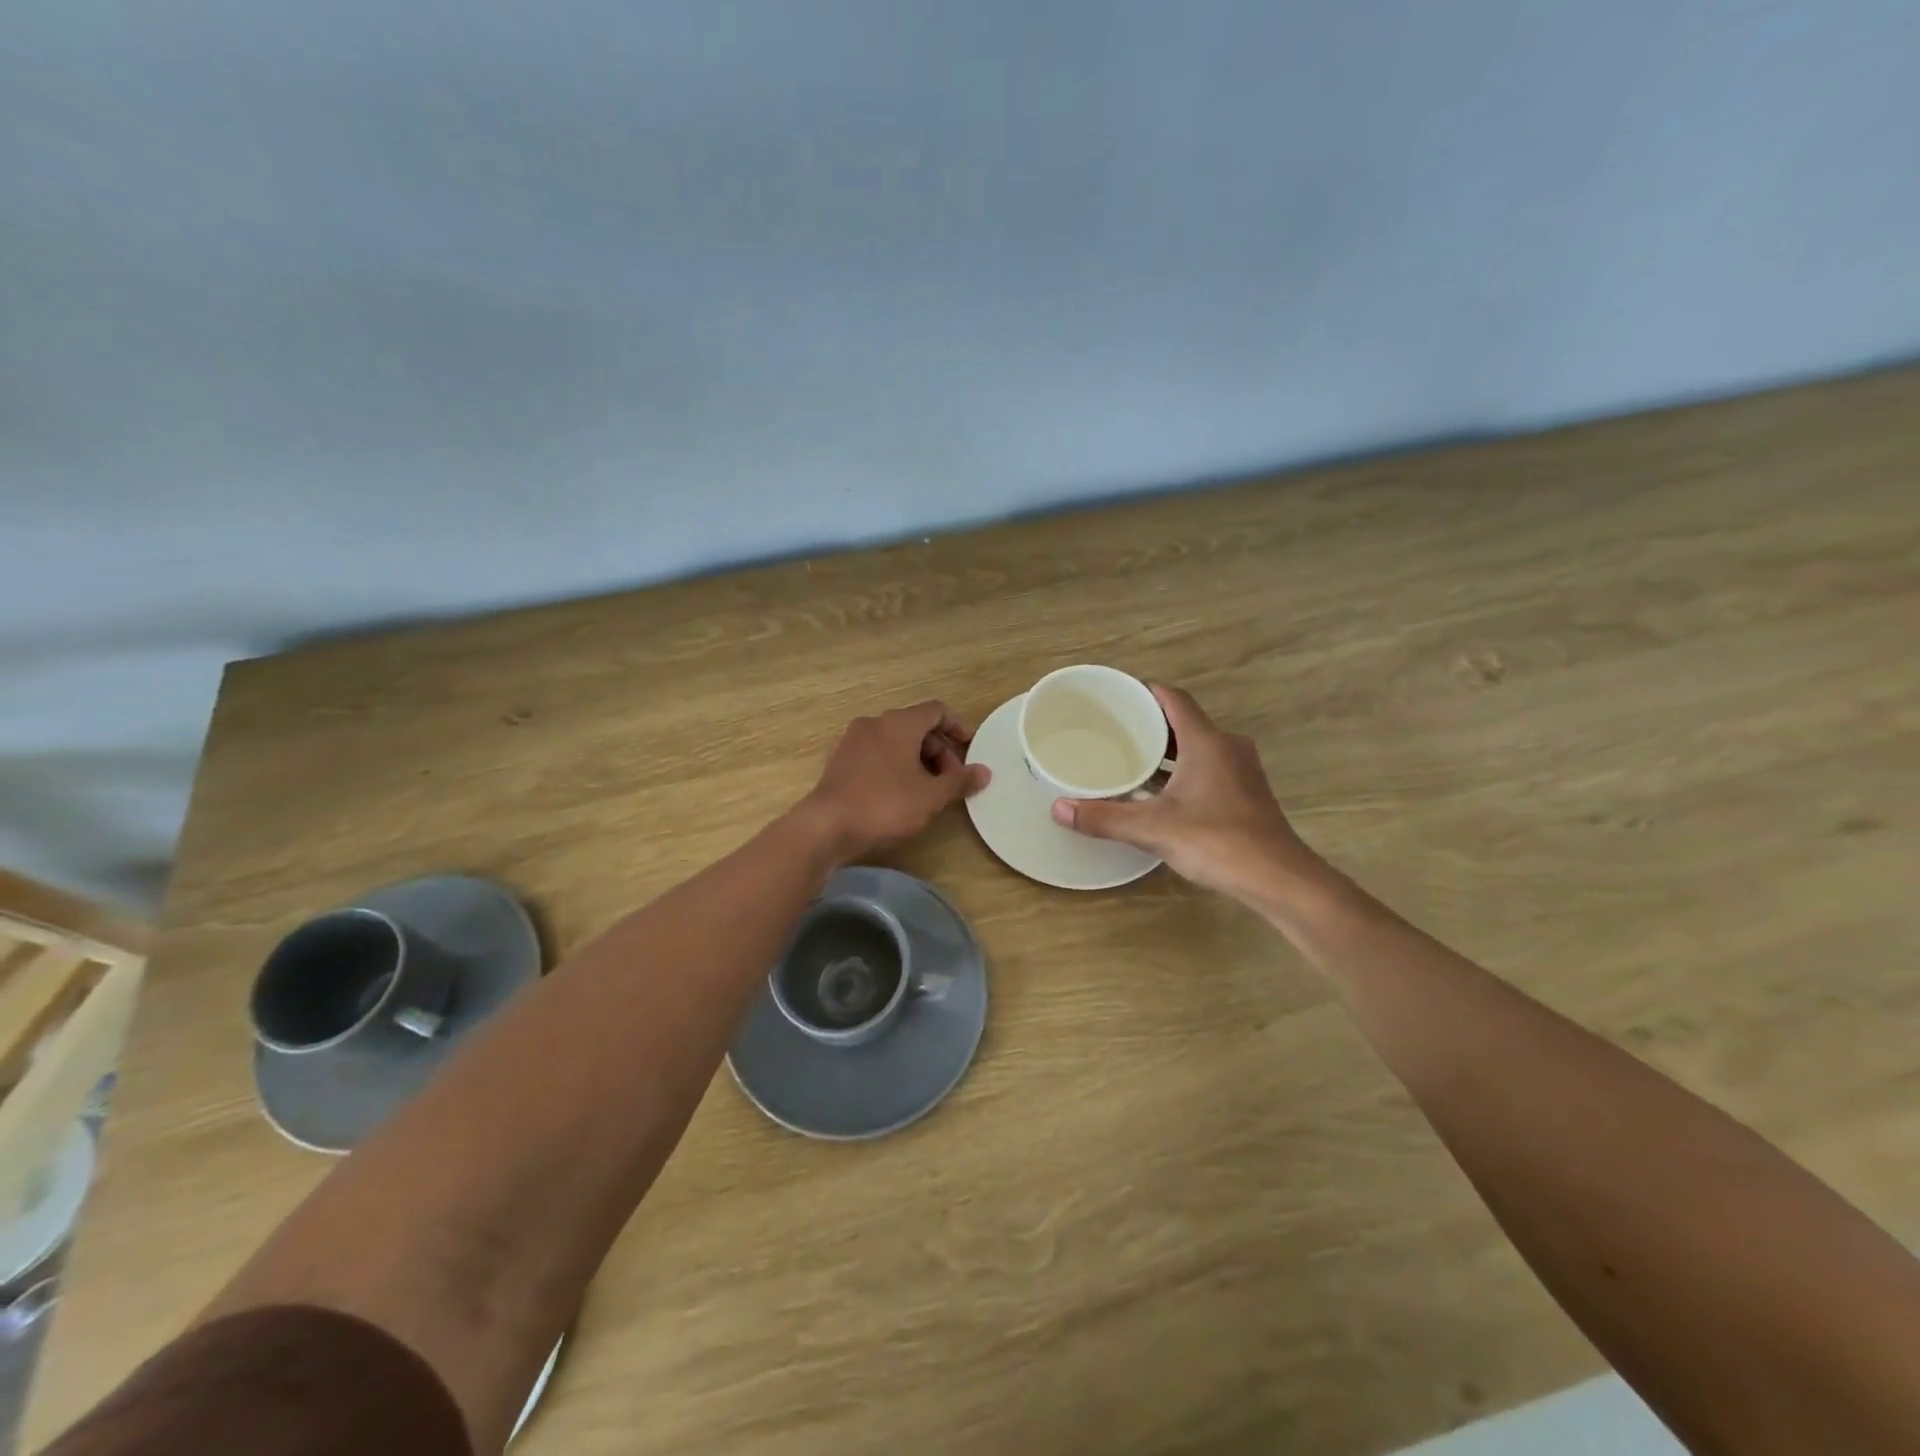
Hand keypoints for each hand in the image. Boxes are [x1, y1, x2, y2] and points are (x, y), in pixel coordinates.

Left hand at [800, 700, 989, 863]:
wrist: (826, 827)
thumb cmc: (885, 805)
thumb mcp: (931, 796)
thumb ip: (960, 781)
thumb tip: (984, 772)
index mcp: (898, 723)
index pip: (936, 710)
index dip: (958, 726)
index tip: (971, 748)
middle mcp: (874, 723)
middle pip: (916, 726)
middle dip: (939, 750)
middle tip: (951, 780)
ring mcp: (853, 741)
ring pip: (895, 741)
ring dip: (918, 760)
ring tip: (929, 790)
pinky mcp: (840, 761)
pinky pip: (877, 754)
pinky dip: (895, 765)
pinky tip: (901, 794)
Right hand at [1050, 685, 1326, 904]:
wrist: (1278, 878)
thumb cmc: (1217, 841)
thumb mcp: (1153, 829)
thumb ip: (1104, 817)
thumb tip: (1058, 808)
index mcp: (1207, 742)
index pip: (1173, 699)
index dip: (1144, 692)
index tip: (1114, 698)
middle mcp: (1227, 747)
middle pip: (1183, 721)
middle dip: (1148, 724)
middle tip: (1111, 730)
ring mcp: (1240, 770)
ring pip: (1196, 746)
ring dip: (1165, 750)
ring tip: (1128, 758)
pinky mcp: (1245, 793)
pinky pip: (1206, 767)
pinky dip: (1181, 770)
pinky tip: (1157, 791)